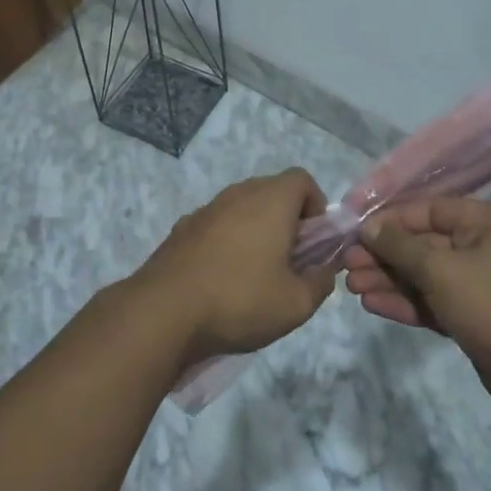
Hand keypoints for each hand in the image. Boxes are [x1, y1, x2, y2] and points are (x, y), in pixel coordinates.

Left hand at [133, 169, 333, 364]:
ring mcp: (207, 208)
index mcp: (271, 200)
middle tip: (289, 261)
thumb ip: (321, 282)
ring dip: (256, 230)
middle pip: (272, 191)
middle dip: (287, 219)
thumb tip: (325, 268)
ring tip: (255, 274)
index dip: (315, 206)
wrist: (164, 311)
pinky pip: (217, 224)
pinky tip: (221, 278)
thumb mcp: (296, 304)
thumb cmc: (240, 300)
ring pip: (243, 207)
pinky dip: (227, 240)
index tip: (313, 242)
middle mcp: (239, 193)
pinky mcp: (183, 227)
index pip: (302, 179)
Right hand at [341, 197, 490, 422]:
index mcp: (485, 222)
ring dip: (389, 280)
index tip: (355, 231)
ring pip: (424, 275)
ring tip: (351, 286)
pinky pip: (432, 301)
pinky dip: (405, 302)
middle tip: (347, 264)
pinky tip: (373, 305)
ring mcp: (477, 283)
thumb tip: (368, 227)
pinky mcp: (471, 316)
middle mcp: (482, 246)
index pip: (428, 210)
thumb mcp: (441, 270)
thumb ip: (400, 247)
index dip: (390, 220)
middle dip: (384, 255)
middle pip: (422, 244)